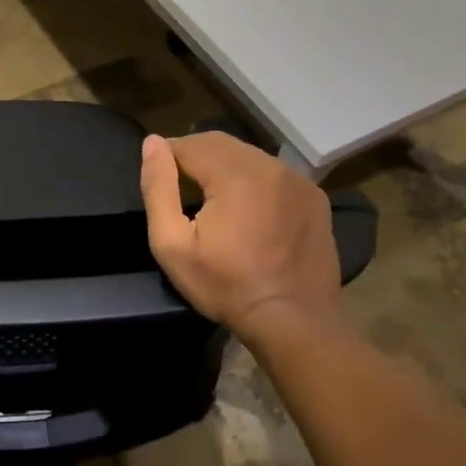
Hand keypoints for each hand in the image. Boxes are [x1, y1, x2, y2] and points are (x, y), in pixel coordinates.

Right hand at [139, 132, 346, 343]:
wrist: (294, 322)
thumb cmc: (226, 285)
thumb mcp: (173, 245)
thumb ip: (158, 188)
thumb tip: (151, 143)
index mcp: (234, 173)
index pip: (189, 144)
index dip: (168, 157)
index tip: (160, 180)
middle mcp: (270, 165)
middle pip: (220, 144)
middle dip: (195, 157)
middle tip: (181, 188)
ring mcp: (297, 179)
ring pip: (248, 155)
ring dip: (225, 166)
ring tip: (212, 198)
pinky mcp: (314, 196)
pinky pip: (274, 173)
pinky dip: (254, 180)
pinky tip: (248, 208)